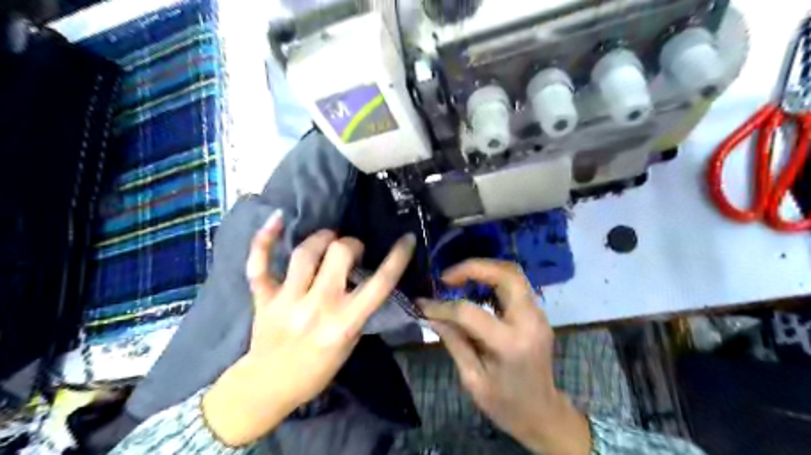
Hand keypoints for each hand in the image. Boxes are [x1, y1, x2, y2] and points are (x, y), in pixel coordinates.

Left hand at [198, 212, 413, 445]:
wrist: (268, 387)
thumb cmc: (316, 370)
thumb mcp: (349, 344)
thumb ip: (357, 310)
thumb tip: (363, 277)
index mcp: (344, 323)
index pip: (379, 283)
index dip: (398, 257)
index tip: (407, 239)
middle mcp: (317, 307)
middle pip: (339, 254)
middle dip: (351, 244)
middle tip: (352, 250)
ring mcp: (287, 301)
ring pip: (305, 253)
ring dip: (321, 238)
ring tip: (327, 239)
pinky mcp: (263, 298)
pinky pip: (259, 264)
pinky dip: (265, 239)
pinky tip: (277, 219)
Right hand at [419, 260, 590, 454]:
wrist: (543, 413)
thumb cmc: (505, 403)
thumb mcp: (472, 378)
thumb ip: (453, 341)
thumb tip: (431, 314)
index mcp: (510, 344)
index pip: (470, 312)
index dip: (442, 306)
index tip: (422, 304)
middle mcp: (529, 321)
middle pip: (506, 274)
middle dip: (473, 267)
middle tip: (447, 277)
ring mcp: (538, 315)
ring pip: (513, 273)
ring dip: (484, 269)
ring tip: (458, 279)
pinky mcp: (537, 313)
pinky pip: (515, 284)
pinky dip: (493, 279)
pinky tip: (475, 288)